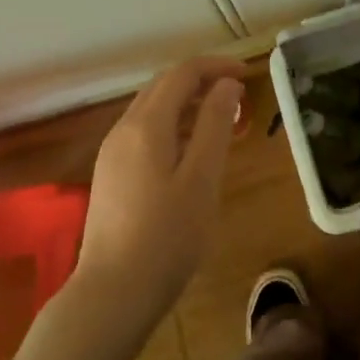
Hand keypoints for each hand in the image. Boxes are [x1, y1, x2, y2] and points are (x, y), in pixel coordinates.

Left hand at [76, 56, 246, 318]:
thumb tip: (226, 85)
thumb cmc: (168, 236)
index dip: (216, 67)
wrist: (113, 292)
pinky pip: (144, 132)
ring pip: (152, 109)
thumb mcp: (202, 178)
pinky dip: (173, 125)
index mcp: (147, 125)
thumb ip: (215, 125)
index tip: (248, 75)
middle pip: (163, 86)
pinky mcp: (111, 174)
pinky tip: (192, 150)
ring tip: (222, 120)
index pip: (182, 73)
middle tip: (238, 94)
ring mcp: (112, 152)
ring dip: (187, 103)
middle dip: (201, 80)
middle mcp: (124, 129)